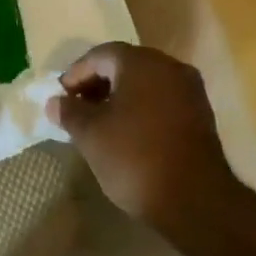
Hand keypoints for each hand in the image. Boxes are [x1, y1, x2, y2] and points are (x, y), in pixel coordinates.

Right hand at [48, 43, 235, 229]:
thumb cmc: (135, 158)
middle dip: (97, 83)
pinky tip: (127, 133)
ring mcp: (190, 91)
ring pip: (145, 83)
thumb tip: (55, 102)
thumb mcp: (91, 135)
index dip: (76, 73)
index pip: (100, 55)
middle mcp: (170, 67)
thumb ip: (70, 112)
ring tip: (98, 123)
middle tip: (76, 108)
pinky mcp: (200, 115)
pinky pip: (162, 100)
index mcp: (142, 63)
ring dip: (119, 97)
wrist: (195, 200)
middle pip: (125, 65)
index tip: (60, 97)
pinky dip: (141, 108)